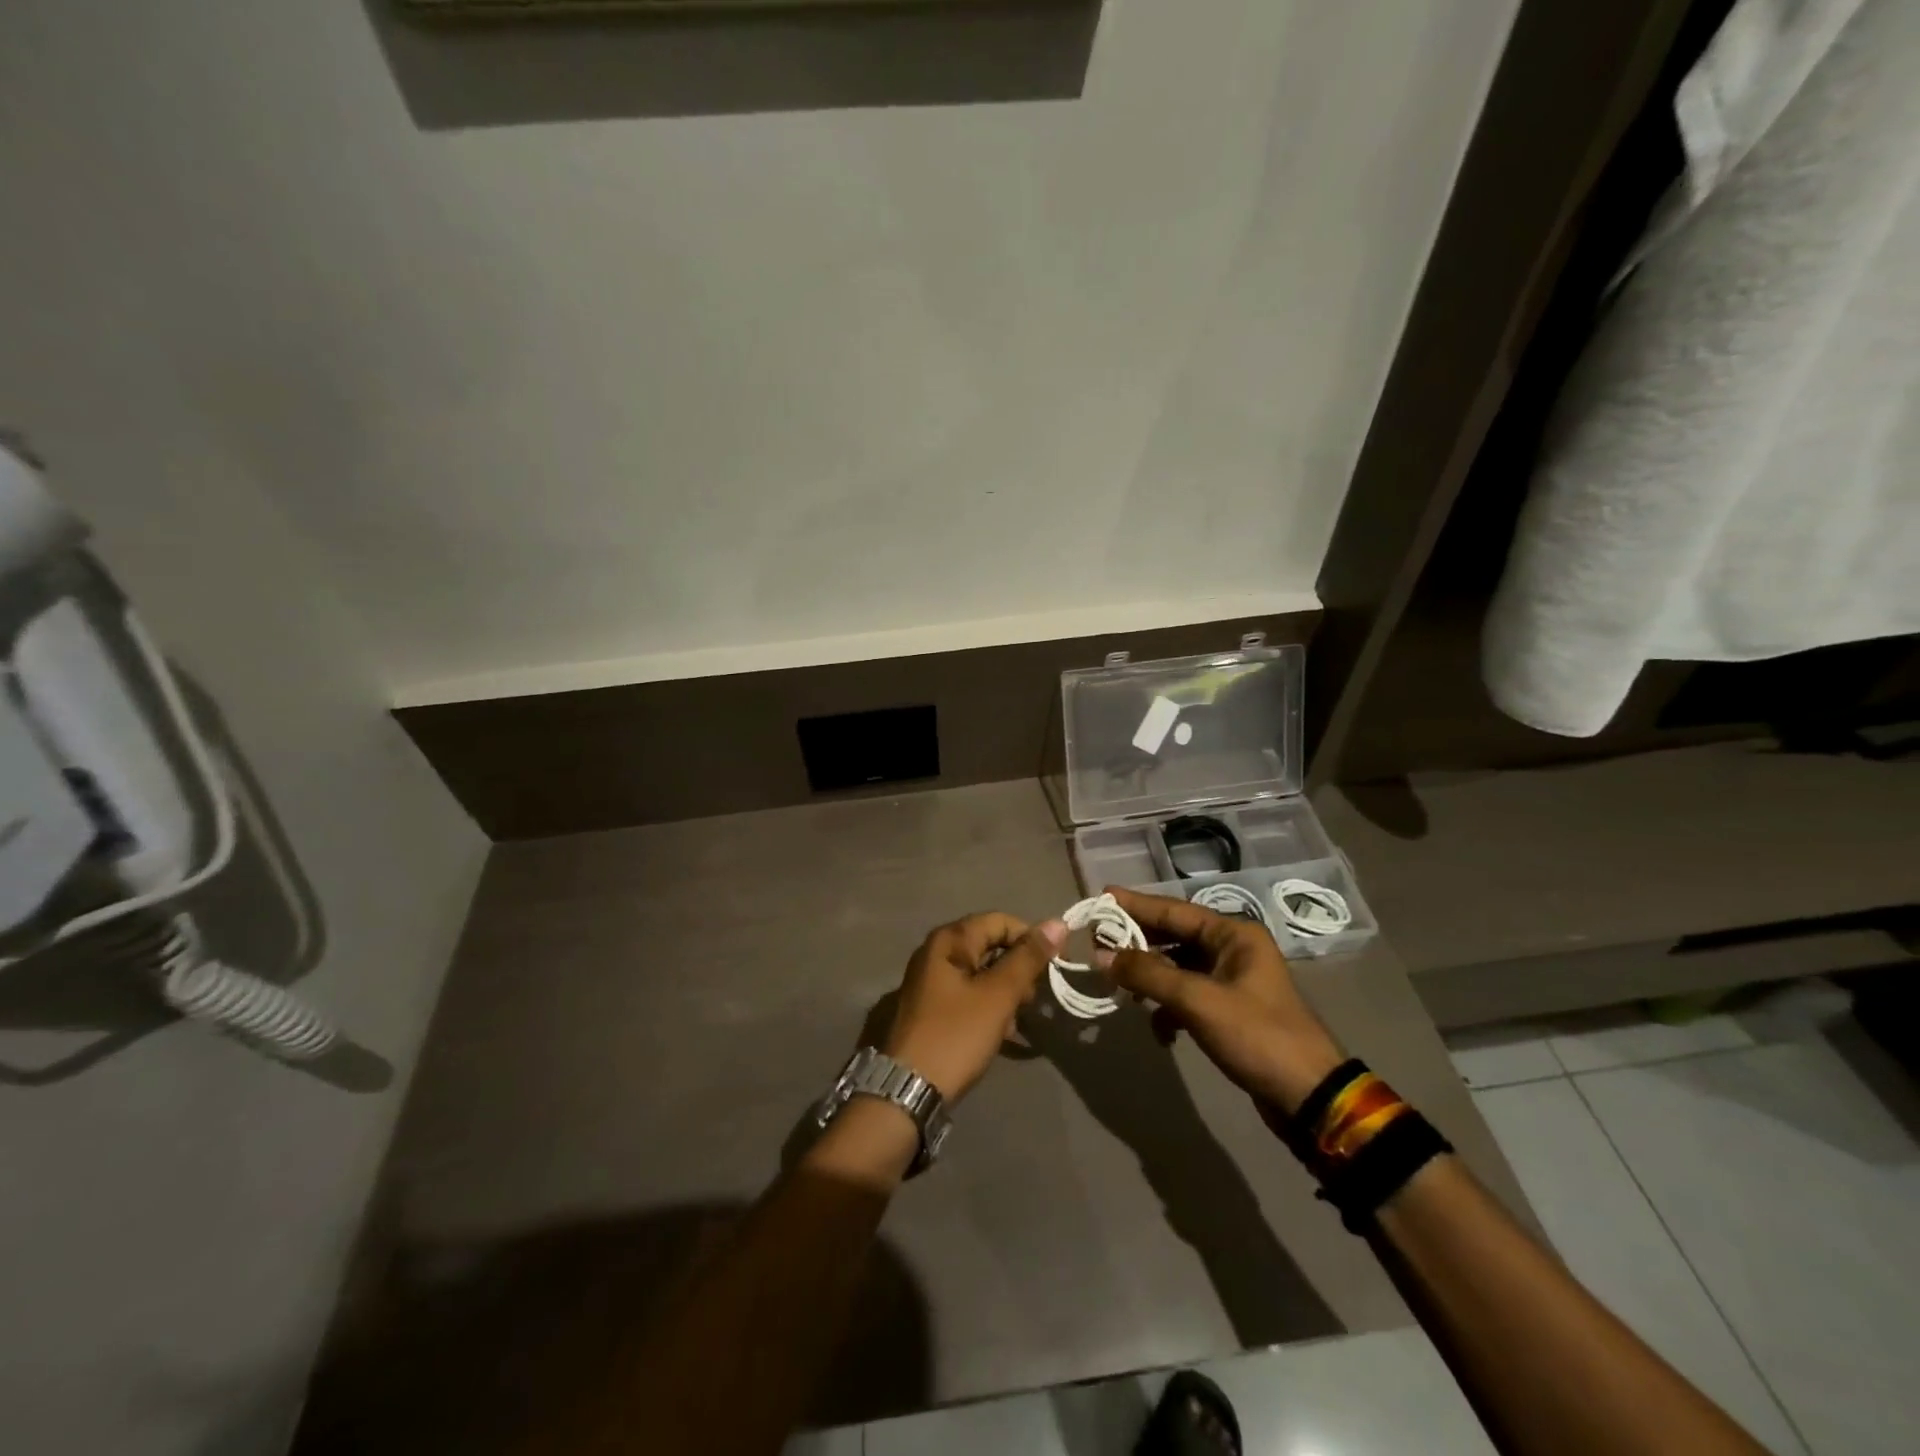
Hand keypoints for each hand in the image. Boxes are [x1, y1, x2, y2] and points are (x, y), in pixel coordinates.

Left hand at [883, 913, 1065, 1101]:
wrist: (908, 1090)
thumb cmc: (956, 1035)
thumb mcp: (998, 995)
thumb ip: (1028, 958)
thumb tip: (1057, 923)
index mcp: (949, 940)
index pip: (1000, 921)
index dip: (1032, 938)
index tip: (1057, 965)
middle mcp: (936, 952)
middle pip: (990, 945)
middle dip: (1018, 968)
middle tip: (1035, 998)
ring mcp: (931, 981)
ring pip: (982, 972)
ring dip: (1006, 991)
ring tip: (1020, 1018)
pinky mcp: (931, 1008)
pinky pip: (969, 994)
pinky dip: (989, 1006)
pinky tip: (1002, 1032)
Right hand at [1097, 885, 1344, 1116]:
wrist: (1309, 1097)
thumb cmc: (1256, 1036)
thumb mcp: (1197, 1001)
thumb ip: (1147, 973)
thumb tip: (1101, 954)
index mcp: (1233, 934)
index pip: (1173, 909)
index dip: (1134, 904)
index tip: (1100, 897)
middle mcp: (1232, 948)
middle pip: (1173, 935)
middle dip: (1136, 942)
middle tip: (1096, 943)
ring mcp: (1232, 979)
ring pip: (1177, 966)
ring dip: (1149, 978)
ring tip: (1120, 989)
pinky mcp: (1229, 1008)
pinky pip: (1186, 994)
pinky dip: (1167, 1007)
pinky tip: (1159, 1030)